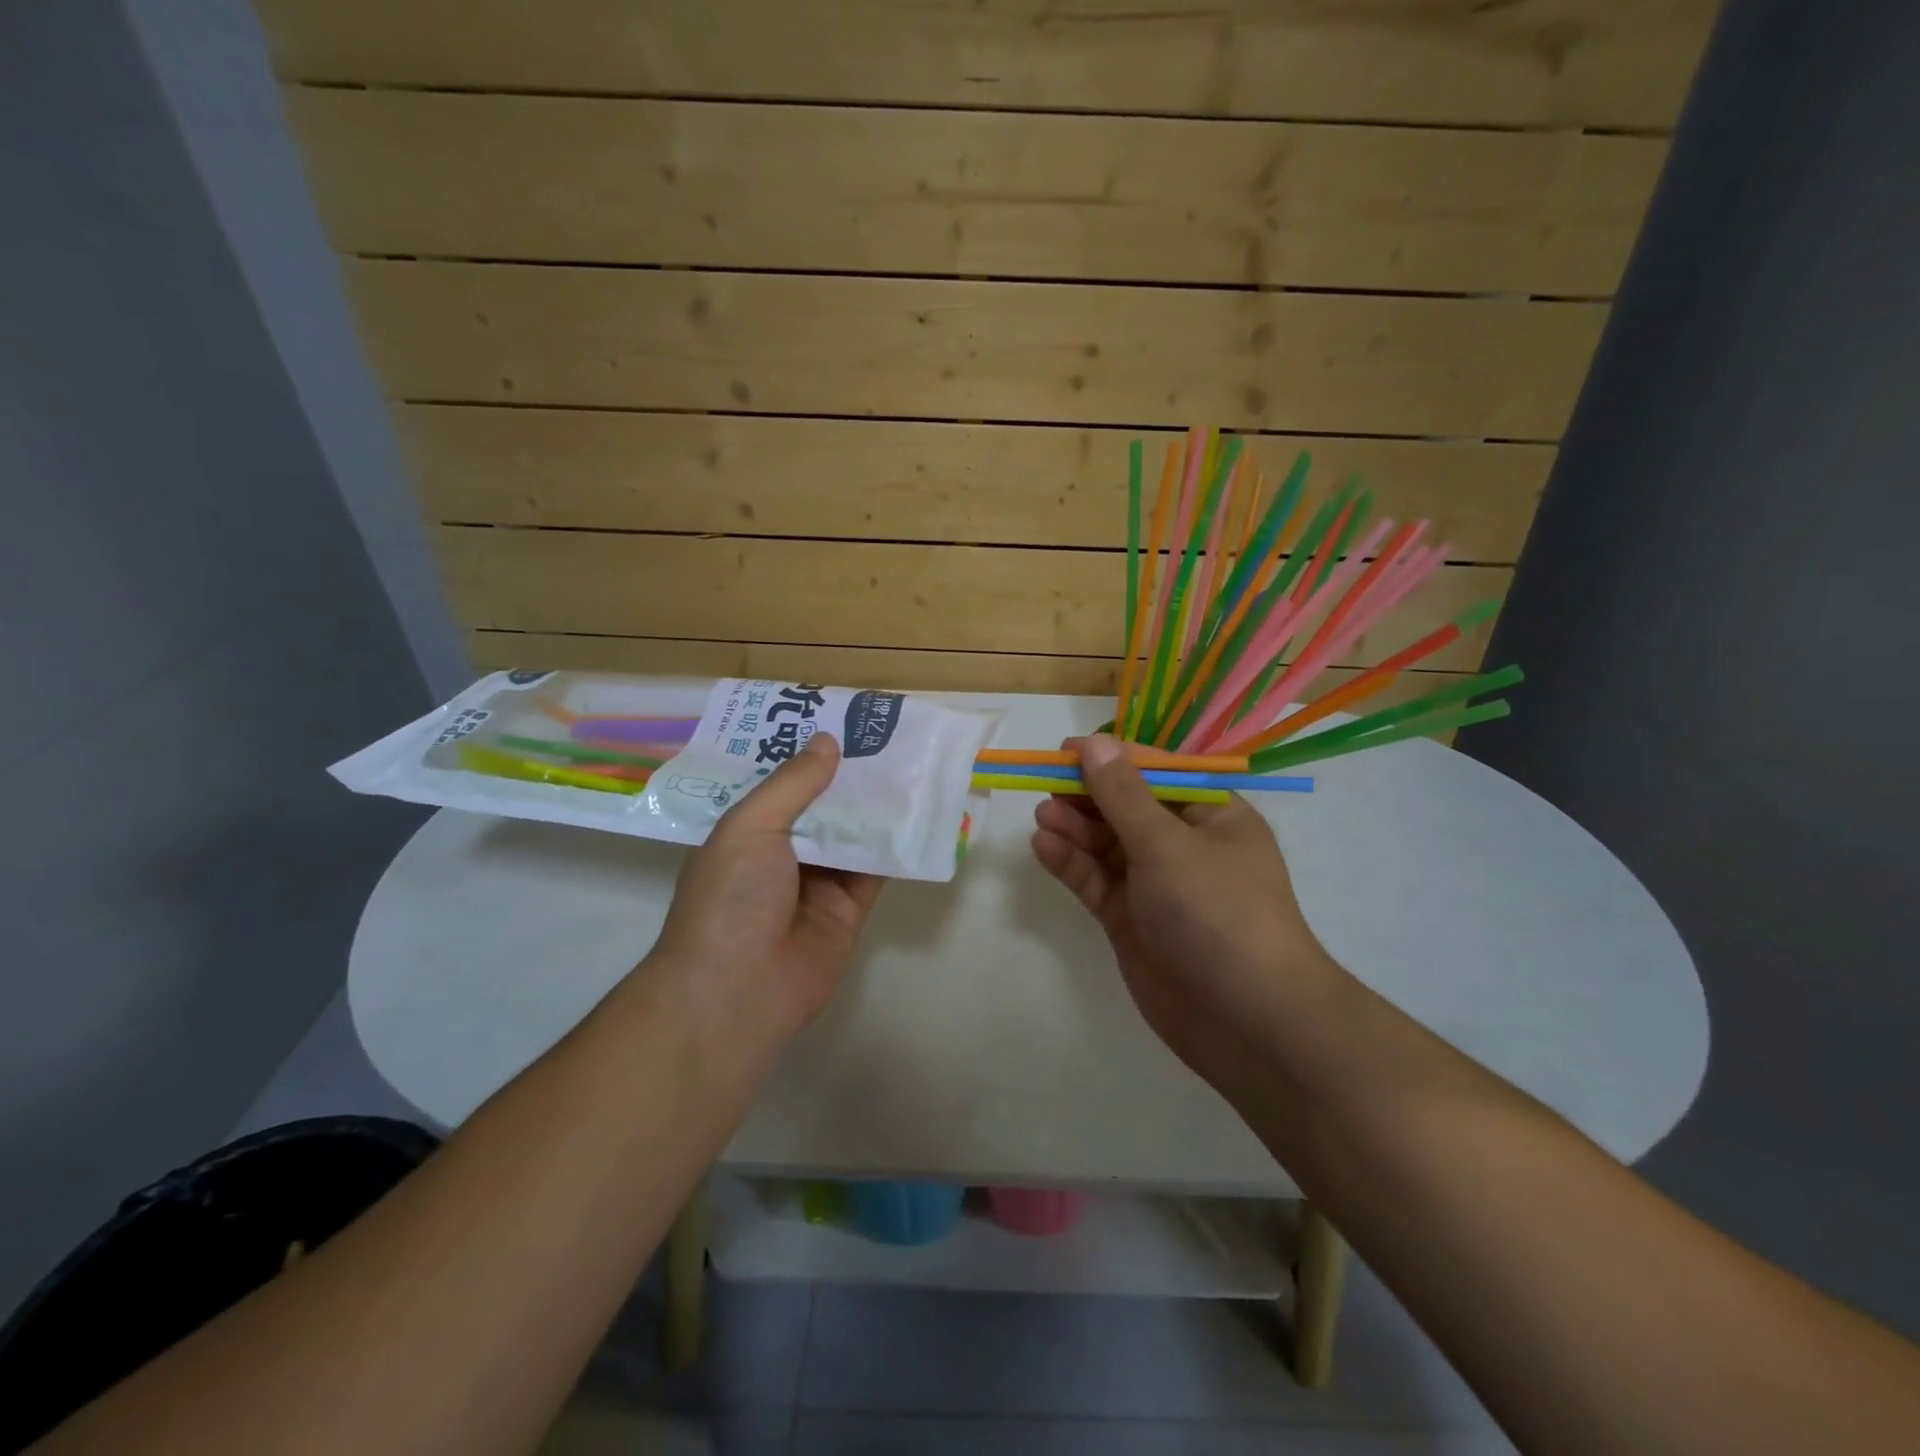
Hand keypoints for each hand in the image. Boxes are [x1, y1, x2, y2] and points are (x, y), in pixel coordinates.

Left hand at [648, 733, 884, 1039]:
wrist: (738, 991)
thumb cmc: (731, 898)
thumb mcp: (751, 827)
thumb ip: (792, 784)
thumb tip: (827, 741)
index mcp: (747, 832)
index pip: (780, 784)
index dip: (807, 754)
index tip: (838, 720)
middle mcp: (782, 854)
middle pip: (822, 807)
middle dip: (849, 776)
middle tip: (886, 736)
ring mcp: (817, 883)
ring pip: (853, 835)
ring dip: (878, 806)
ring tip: (911, 763)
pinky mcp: (849, 910)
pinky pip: (876, 870)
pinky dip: (896, 846)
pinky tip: (921, 813)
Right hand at [1030, 734, 1342, 1096]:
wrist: (1246, 1020)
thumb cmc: (1217, 912)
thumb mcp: (1168, 844)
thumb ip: (1123, 795)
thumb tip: (1094, 743)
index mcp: (1211, 816)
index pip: (1155, 773)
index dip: (1111, 758)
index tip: (1065, 751)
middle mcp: (1183, 846)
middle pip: (1126, 808)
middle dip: (1087, 796)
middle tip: (1045, 785)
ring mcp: (1155, 886)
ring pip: (1106, 845)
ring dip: (1074, 828)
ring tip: (1042, 816)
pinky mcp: (1131, 921)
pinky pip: (1096, 881)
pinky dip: (1071, 864)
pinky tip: (1043, 847)